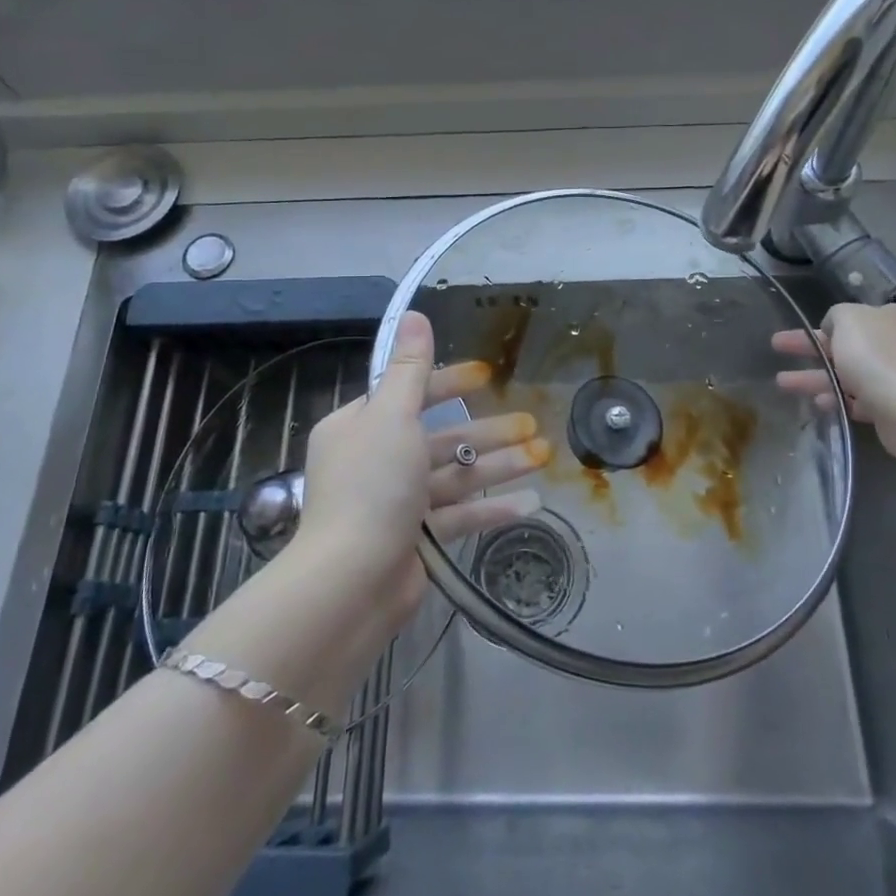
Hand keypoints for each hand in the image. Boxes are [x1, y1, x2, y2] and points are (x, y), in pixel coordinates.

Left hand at [292, 310, 549, 623]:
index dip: (449, 383)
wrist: (352, 582)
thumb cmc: (372, 486)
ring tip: (544, 455)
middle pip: (440, 437)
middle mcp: (375, 461)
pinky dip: (491, 507)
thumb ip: (409, 368)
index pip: (409, 394)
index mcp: (359, 427)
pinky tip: (531, 502)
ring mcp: (396, 503)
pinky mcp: (416, 540)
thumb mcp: (392, 416)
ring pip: (454, 475)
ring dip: (498, 465)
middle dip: (487, 430)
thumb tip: (413, 313)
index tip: (486, 375)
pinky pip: (458, 515)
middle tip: (532, 421)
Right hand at [772, 302, 895, 424]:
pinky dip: (837, 398)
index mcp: (894, 317)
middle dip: (810, 349)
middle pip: (847, 344)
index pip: (855, 317)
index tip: (803, 331)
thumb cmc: (875, 356)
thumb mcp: (848, 319)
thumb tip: (835, 327)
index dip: (825, 324)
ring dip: (815, 377)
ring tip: (782, 383)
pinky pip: (860, 398)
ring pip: (849, 373)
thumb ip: (836, 315)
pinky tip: (817, 402)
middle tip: (778, 347)